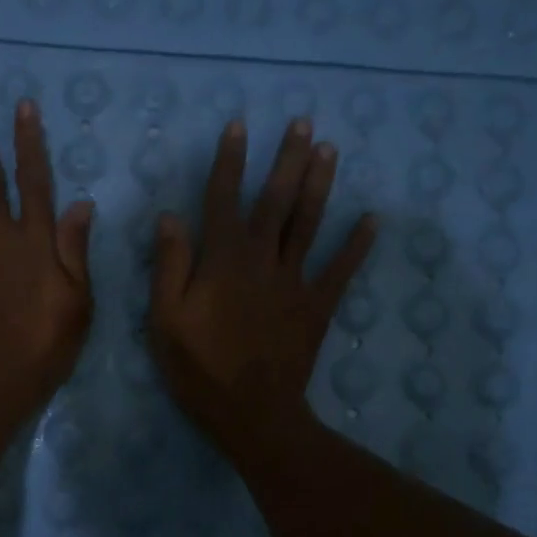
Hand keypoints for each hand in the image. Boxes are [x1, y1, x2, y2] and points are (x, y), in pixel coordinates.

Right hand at [149, 118, 375, 452]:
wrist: (251, 414)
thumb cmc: (199, 369)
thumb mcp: (165, 320)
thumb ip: (169, 266)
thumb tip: (171, 217)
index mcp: (222, 261)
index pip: (224, 199)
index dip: (231, 161)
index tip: (239, 126)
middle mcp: (262, 260)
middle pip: (276, 201)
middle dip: (288, 159)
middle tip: (304, 122)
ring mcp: (295, 282)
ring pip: (309, 224)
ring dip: (320, 185)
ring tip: (330, 149)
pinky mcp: (317, 306)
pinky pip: (341, 270)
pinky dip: (357, 244)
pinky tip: (372, 219)